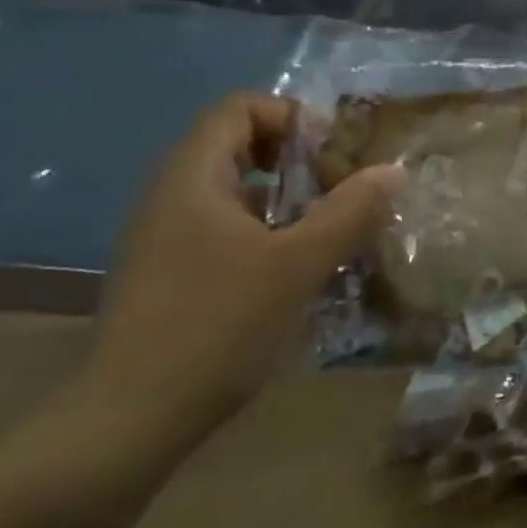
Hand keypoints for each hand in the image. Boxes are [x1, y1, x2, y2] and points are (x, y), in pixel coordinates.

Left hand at [91, 93, 400, 433]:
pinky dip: (266, 229)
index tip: (335, 154)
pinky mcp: (171, 271)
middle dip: (297, 159)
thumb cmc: (217, 325)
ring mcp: (166, 235)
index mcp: (192, 177)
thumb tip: (395, 170)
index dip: (292, 117)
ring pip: (235, 190)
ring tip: (329, 229)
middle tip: (340, 190)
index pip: (240, 108)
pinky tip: (296, 268)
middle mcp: (172, 195)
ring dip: (287, 198)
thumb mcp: (297, 264)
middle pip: (238, 144)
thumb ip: (349, 212)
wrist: (132, 419)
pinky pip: (225, 226)